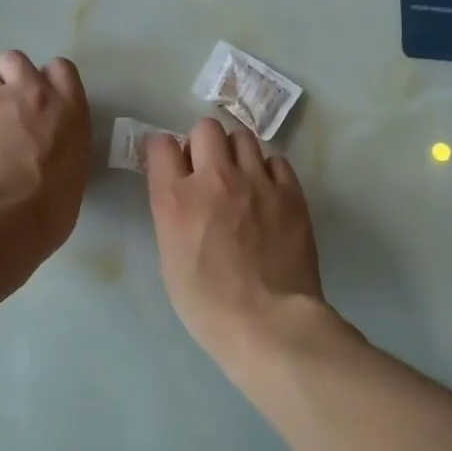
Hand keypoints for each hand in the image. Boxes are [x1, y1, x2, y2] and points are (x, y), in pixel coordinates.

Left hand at [0, 51, 90, 270]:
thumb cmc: (49, 209)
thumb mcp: (73, 174)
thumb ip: (61, 147)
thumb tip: (46, 153)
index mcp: (67, 109)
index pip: (61, 70)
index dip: (48, 82)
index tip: (43, 103)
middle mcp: (28, 94)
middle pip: (14, 60)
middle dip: (9, 78)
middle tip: (8, 110)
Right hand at [143, 118, 328, 370]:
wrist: (268, 322)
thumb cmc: (207, 304)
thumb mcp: (170, 259)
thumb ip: (172, 215)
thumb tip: (182, 195)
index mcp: (175, 198)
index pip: (161, 144)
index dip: (165, 153)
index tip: (171, 167)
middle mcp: (214, 178)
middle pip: (206, 128)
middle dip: (203, 144)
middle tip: (207, 171)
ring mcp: (256, 181)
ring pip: (243, 137)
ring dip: (235, 153)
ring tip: (240, 179)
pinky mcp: (290, 192)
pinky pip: (276, 160)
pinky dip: (267, 171)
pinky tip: (267, 194)